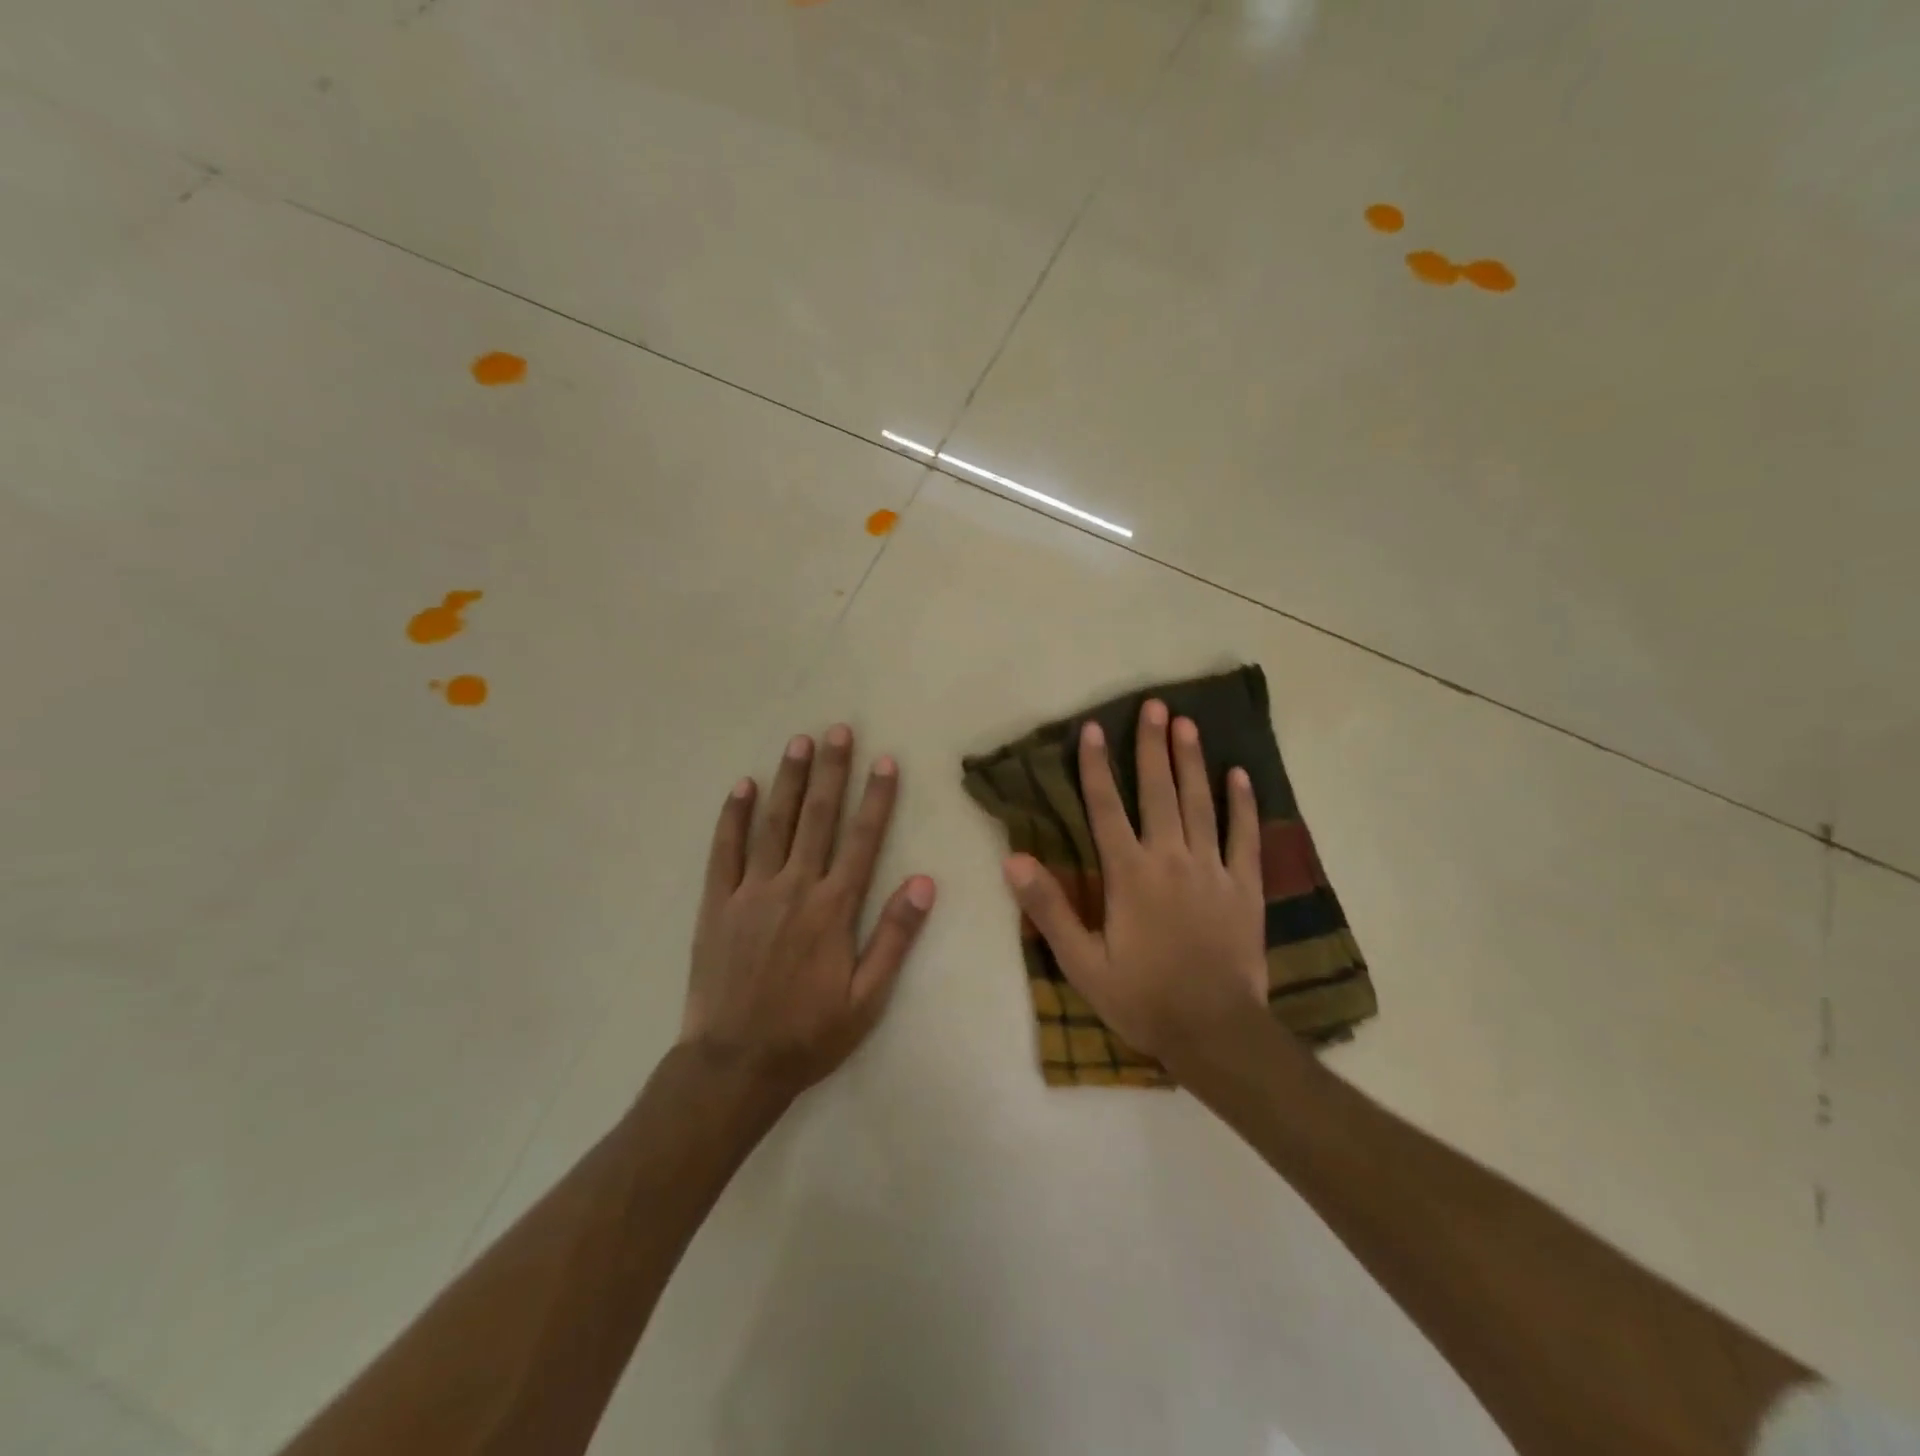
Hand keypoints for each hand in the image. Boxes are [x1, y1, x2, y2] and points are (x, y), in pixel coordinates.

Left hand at [682, 725, 935, 1096]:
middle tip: (837, 730)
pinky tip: (742, 786)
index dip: (877, 798)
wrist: (735, 1065)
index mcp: (834, 909)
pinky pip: (725, 850)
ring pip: (774, 824)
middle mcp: (795, 888)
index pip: (863, 840)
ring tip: (798, 742)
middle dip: (831, 771)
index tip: (885, 761)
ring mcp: (752, 892)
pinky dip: (733, 816)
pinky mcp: (718, 903)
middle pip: (817, 818)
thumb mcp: (868, 998)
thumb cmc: (809, 1033)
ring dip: (788, 780)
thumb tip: (925, 882)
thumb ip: (895, 937)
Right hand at [1002, 699, 1267, 1068]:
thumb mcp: (1082, 963)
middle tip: (1154, 706)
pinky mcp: (1245, 887)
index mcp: (1129, 875)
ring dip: (1192, 762)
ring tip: (1188, 724)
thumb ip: (1049, 909)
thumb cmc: (1142, 998)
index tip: (1092, 729)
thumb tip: (1015, 860)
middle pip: (1158, 792)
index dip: (1095, 767)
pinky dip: (1242, 804)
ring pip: (1200, 804)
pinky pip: (1244, 836)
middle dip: (1152, 747)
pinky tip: (1240, 775)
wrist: (1215, 1032)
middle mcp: (1170, 859)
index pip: (1106, 808)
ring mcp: (1212, 870)